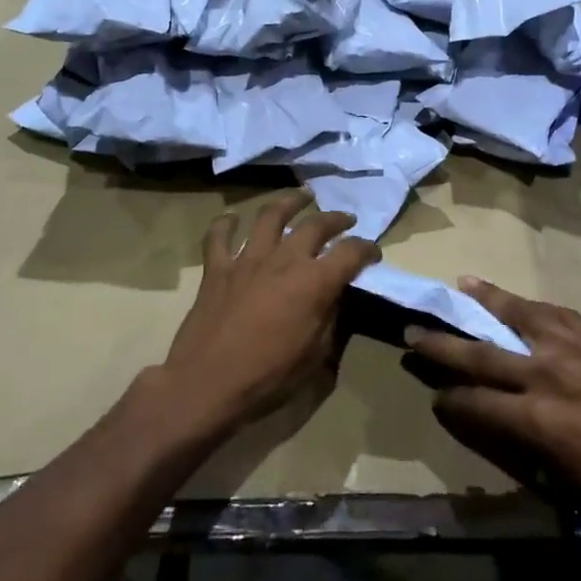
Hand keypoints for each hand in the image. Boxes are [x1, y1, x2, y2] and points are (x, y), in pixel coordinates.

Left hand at [161, 191, 380, 437]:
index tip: (373, 253)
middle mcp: (284, 260)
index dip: (367, 249)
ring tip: (301, 196)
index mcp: (314, 282)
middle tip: (345, 219)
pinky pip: (219, 237)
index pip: (351, 253)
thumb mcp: (315, 356)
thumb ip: (329, 319)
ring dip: (289, 202)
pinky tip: (231, 219)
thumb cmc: (268, 377)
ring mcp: (247, 259)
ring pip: (270, 216)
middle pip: (315, 225)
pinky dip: (225, 224)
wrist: (207, 383)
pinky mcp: (217, 268)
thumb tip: (334, 297)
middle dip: (336, 219)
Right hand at [406, 279, 580, 534]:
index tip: (434, 395)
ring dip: (481, 302)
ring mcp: (569, 348)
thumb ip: (520, 439)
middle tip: (413, 333)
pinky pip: (548, 311)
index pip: (474, 402)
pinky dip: (522, 303)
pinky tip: (509, 296)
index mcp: (535, 420)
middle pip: (479, 355)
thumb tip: (490, 416)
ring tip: (457, 287)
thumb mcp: (562, 475)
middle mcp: (544, 375)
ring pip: (513, 317)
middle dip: (441, 346)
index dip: (448, 399)